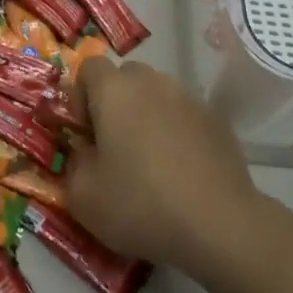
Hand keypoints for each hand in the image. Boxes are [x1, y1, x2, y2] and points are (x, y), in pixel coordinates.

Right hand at [64, 58, 266, 275]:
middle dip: (115, 103)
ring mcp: (188, 98)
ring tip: (152, 160)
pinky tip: (183, 170)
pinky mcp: (217, 119)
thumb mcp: (84, 197)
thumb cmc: (141, 205)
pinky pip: (185, 115)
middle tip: (115, 146)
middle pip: (126, 77)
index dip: (81, 96)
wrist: (219, 224)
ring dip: (148, 115)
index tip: (86, 132)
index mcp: (114, 90)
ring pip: (158, 94)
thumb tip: (84, 150)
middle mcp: (152, 82)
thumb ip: (74, 163)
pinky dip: (178, 132)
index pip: (89, 67)